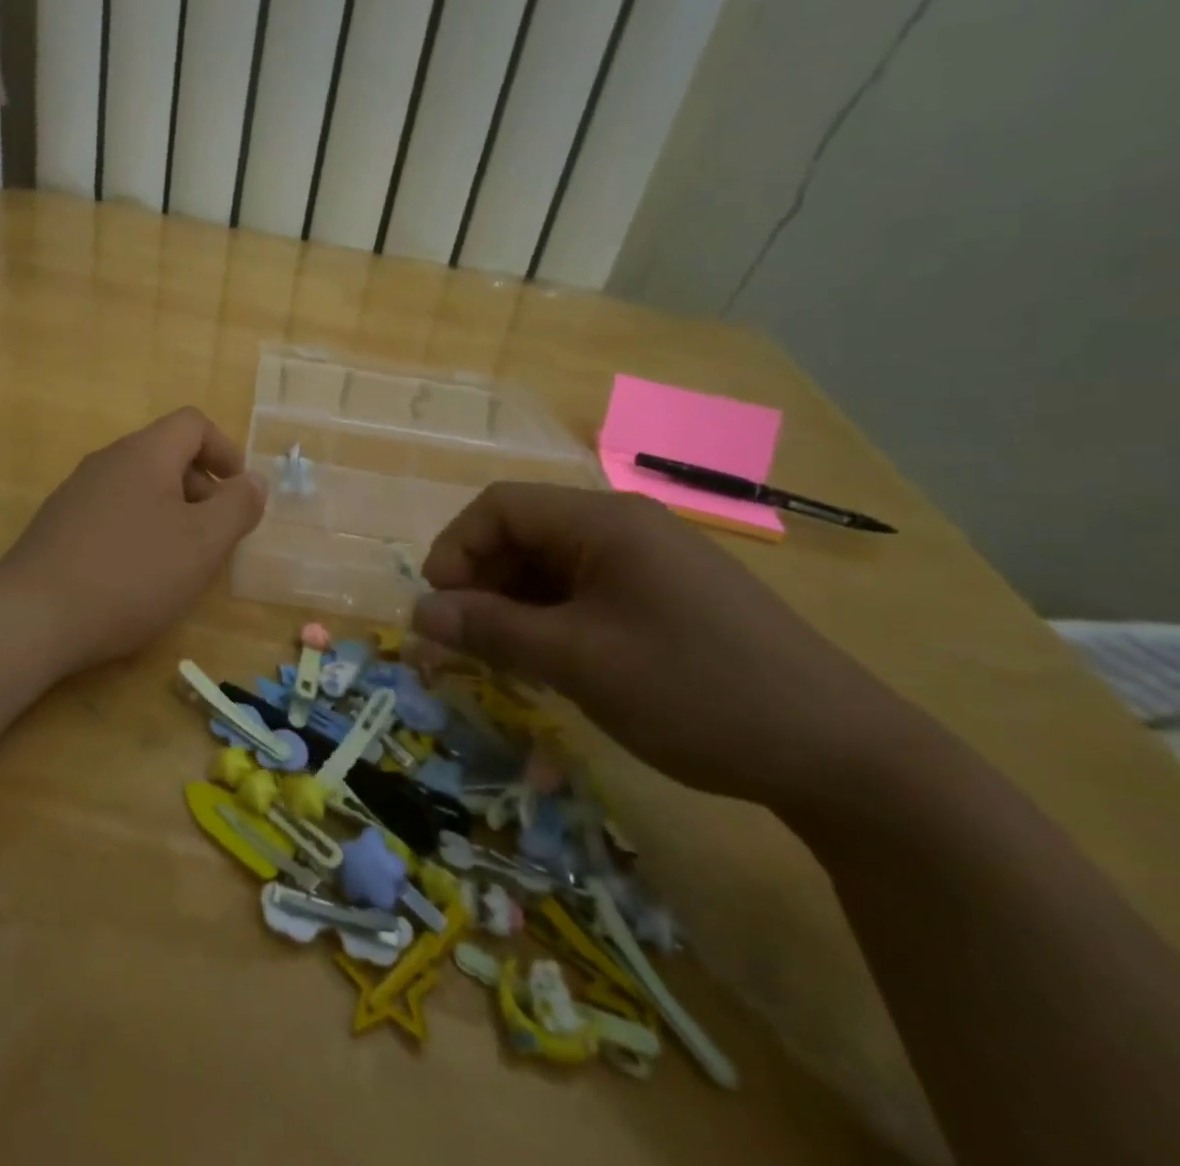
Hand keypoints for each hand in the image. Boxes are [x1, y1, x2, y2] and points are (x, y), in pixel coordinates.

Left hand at [0, 407, 267, 675]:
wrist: (31, 618)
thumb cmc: (131, 575)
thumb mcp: (202, 544)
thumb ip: (237, 507)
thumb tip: (254, 481)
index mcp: (144, 454)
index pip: (193, 423)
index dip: (225, 450)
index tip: (240, 493)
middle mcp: (107, 461)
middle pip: (166, 454)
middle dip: (202, 489)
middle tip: (215, 537)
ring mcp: (77, 492)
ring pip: (140, 487)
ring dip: (172, 513)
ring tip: (180, 562)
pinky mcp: (58, 525)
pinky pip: (113, 512)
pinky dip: (139, 530)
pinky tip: (137, 576)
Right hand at [411, 483, 916, 814]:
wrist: (842, 755)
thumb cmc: (695, 691)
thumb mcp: (578, 661)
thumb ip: (490, 630)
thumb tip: (419, 614)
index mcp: (604, 521)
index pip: (499, 506)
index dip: (455, 549)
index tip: (438, 609)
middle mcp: (625, 527)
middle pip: (523, 532)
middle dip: (481, 581)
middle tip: (465, 642)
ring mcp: (650, 561)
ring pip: (552, 565)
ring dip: (514, 604)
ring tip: (503, 658)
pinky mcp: (667, 596)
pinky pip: (586, 591)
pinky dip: (552, 619)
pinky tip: (552, 662)